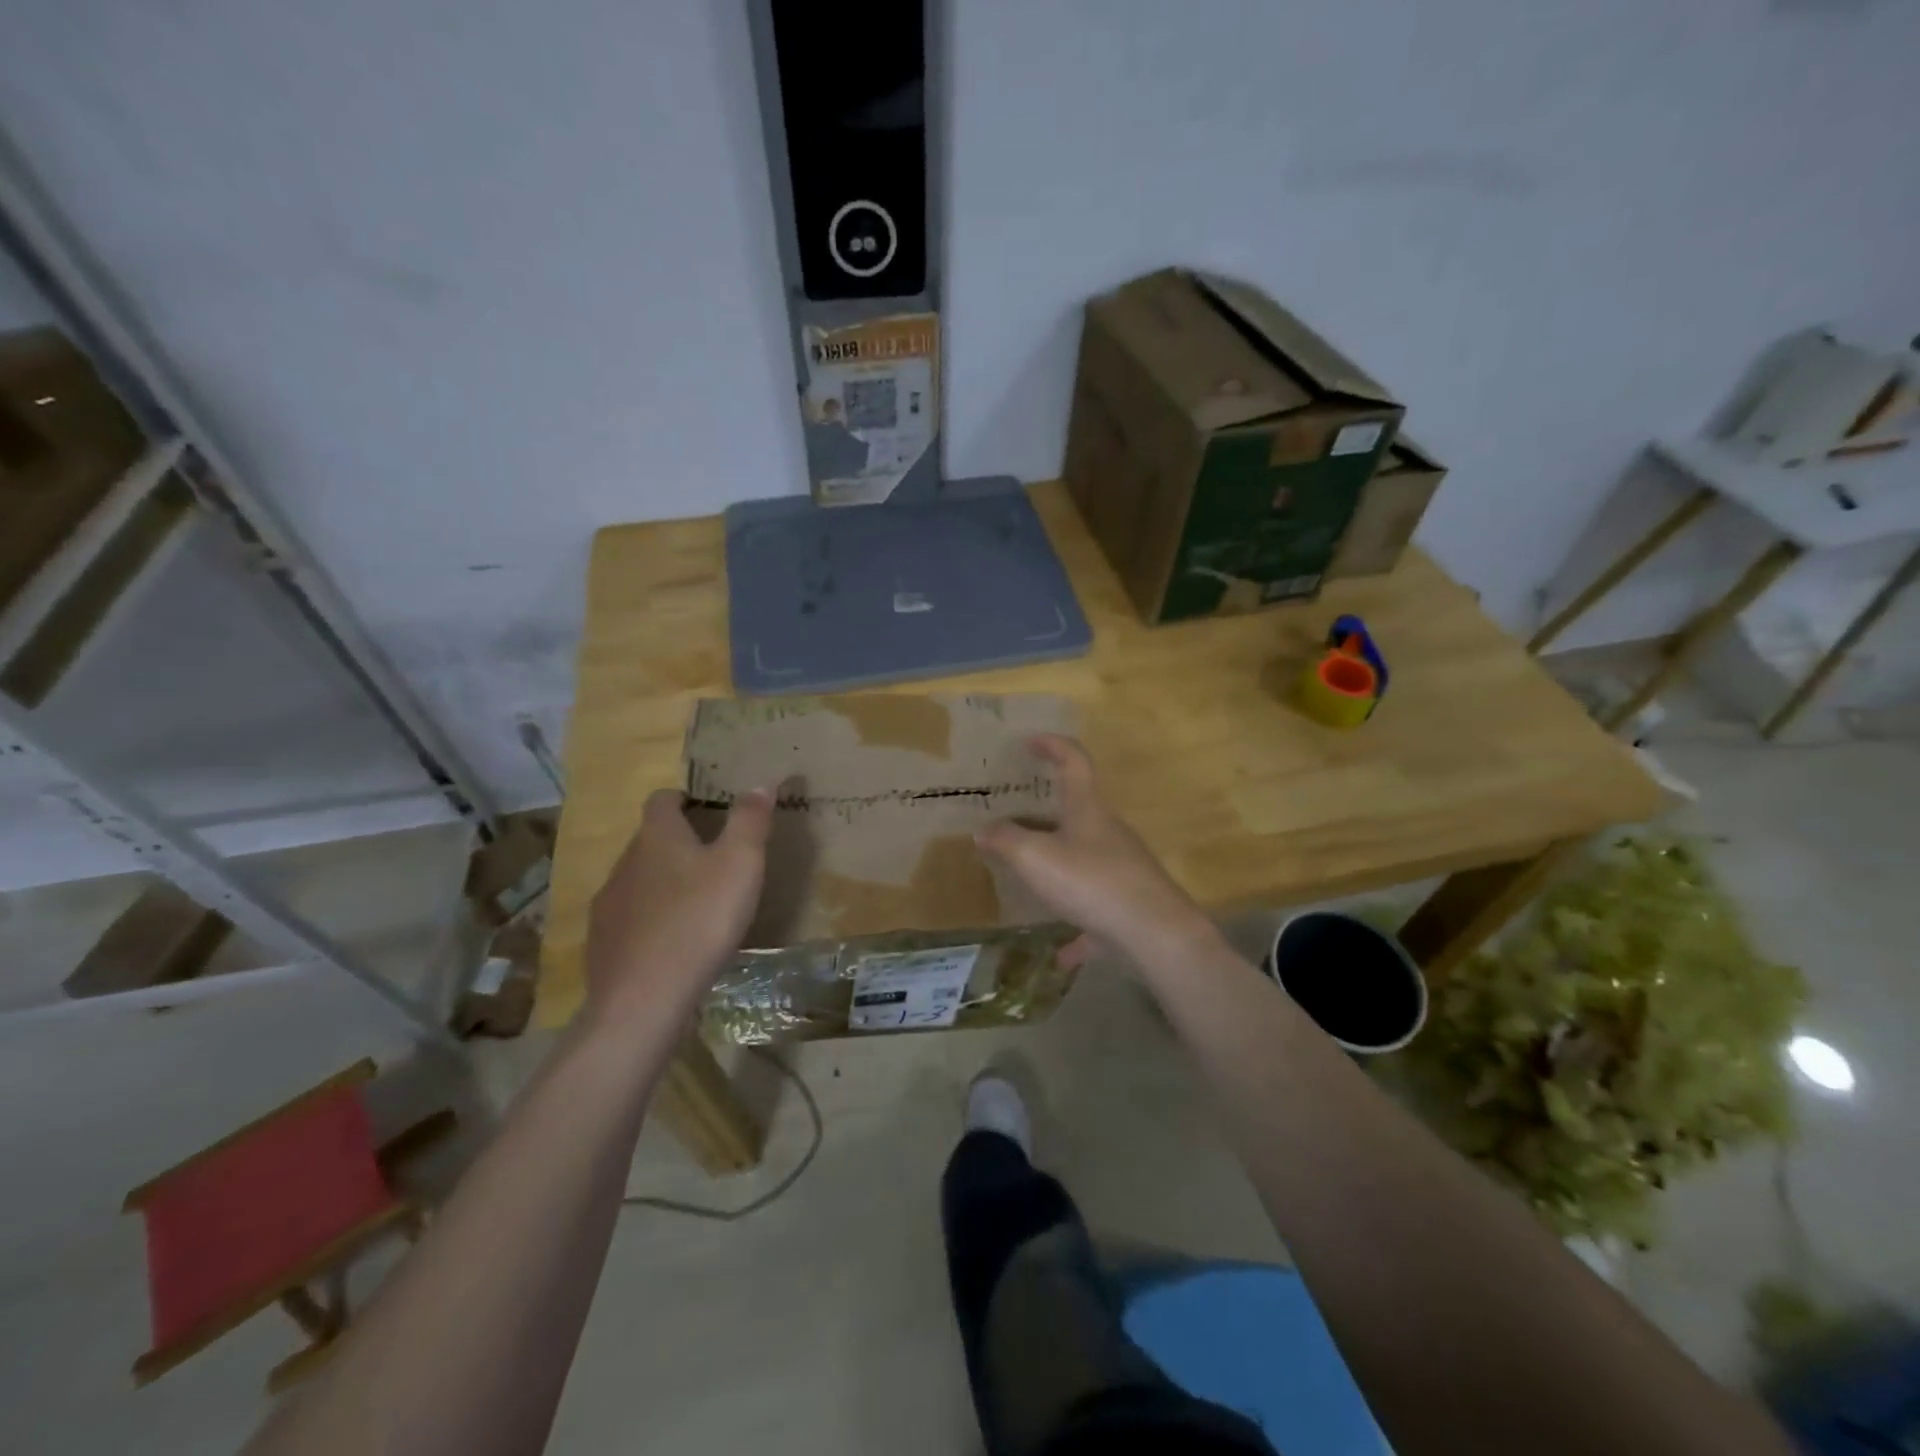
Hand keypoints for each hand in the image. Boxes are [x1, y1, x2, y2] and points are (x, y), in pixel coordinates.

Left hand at [584, 787, 773, 1030]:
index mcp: (658, 836)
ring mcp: (608, 904)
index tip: (707, 811)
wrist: (644, 998)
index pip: (662, 800)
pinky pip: (629, 919)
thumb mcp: (741, 864)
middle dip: (678, 844)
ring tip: (697, 904)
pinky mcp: (602, 943)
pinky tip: (673, 943)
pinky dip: (650, 920)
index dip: (684, 799)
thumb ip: (750, 820)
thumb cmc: (700, 919)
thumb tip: (760, 783)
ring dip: (664, 883)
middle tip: (715, 860)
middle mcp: (625, 862)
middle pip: (650, 840)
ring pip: (638, 880)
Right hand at [975, 735, 1216, 971]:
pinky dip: (1078, 926)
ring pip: (1086, 860)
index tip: (1031, 741)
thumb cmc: (1092, 881)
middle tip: (1017, 818)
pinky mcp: (1128, 905)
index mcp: (1088, 810)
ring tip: (1030, 879)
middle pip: (1079, 812)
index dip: (1053, 746)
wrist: (1155, 933)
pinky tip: (1061, 953)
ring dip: (1059, 867)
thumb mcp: (1036, 858)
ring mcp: (1123, 868)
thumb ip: (1006, 841)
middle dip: (1049, 812)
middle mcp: (1109, 833)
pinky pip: (1096, 910)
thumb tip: (982, 830)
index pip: (1074, 762)